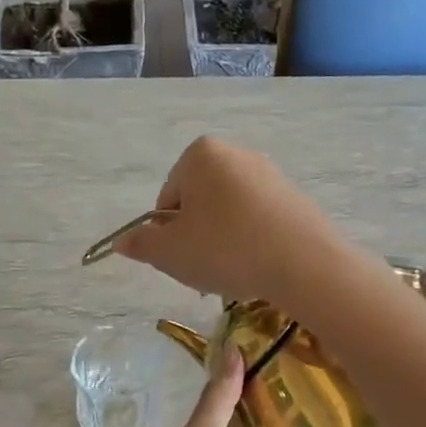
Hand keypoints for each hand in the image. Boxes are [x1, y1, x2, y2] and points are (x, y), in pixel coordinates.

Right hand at [114, 136, 343, 304]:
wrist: (303, 262)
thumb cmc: (225, 248)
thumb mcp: (170, 253)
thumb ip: (142, 245)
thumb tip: (122, 241)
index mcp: (200, 154)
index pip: (167, 200)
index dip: (168, 234)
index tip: (182, 258)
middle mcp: (235, 153)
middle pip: (199, 204)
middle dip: (197, 238)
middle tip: (205, 270)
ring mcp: (269, 174)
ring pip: (229, 215)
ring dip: (223, 243)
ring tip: (235, 273)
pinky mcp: (294, 197)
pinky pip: (259, 221)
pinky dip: (252, 243)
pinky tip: (259, 267)